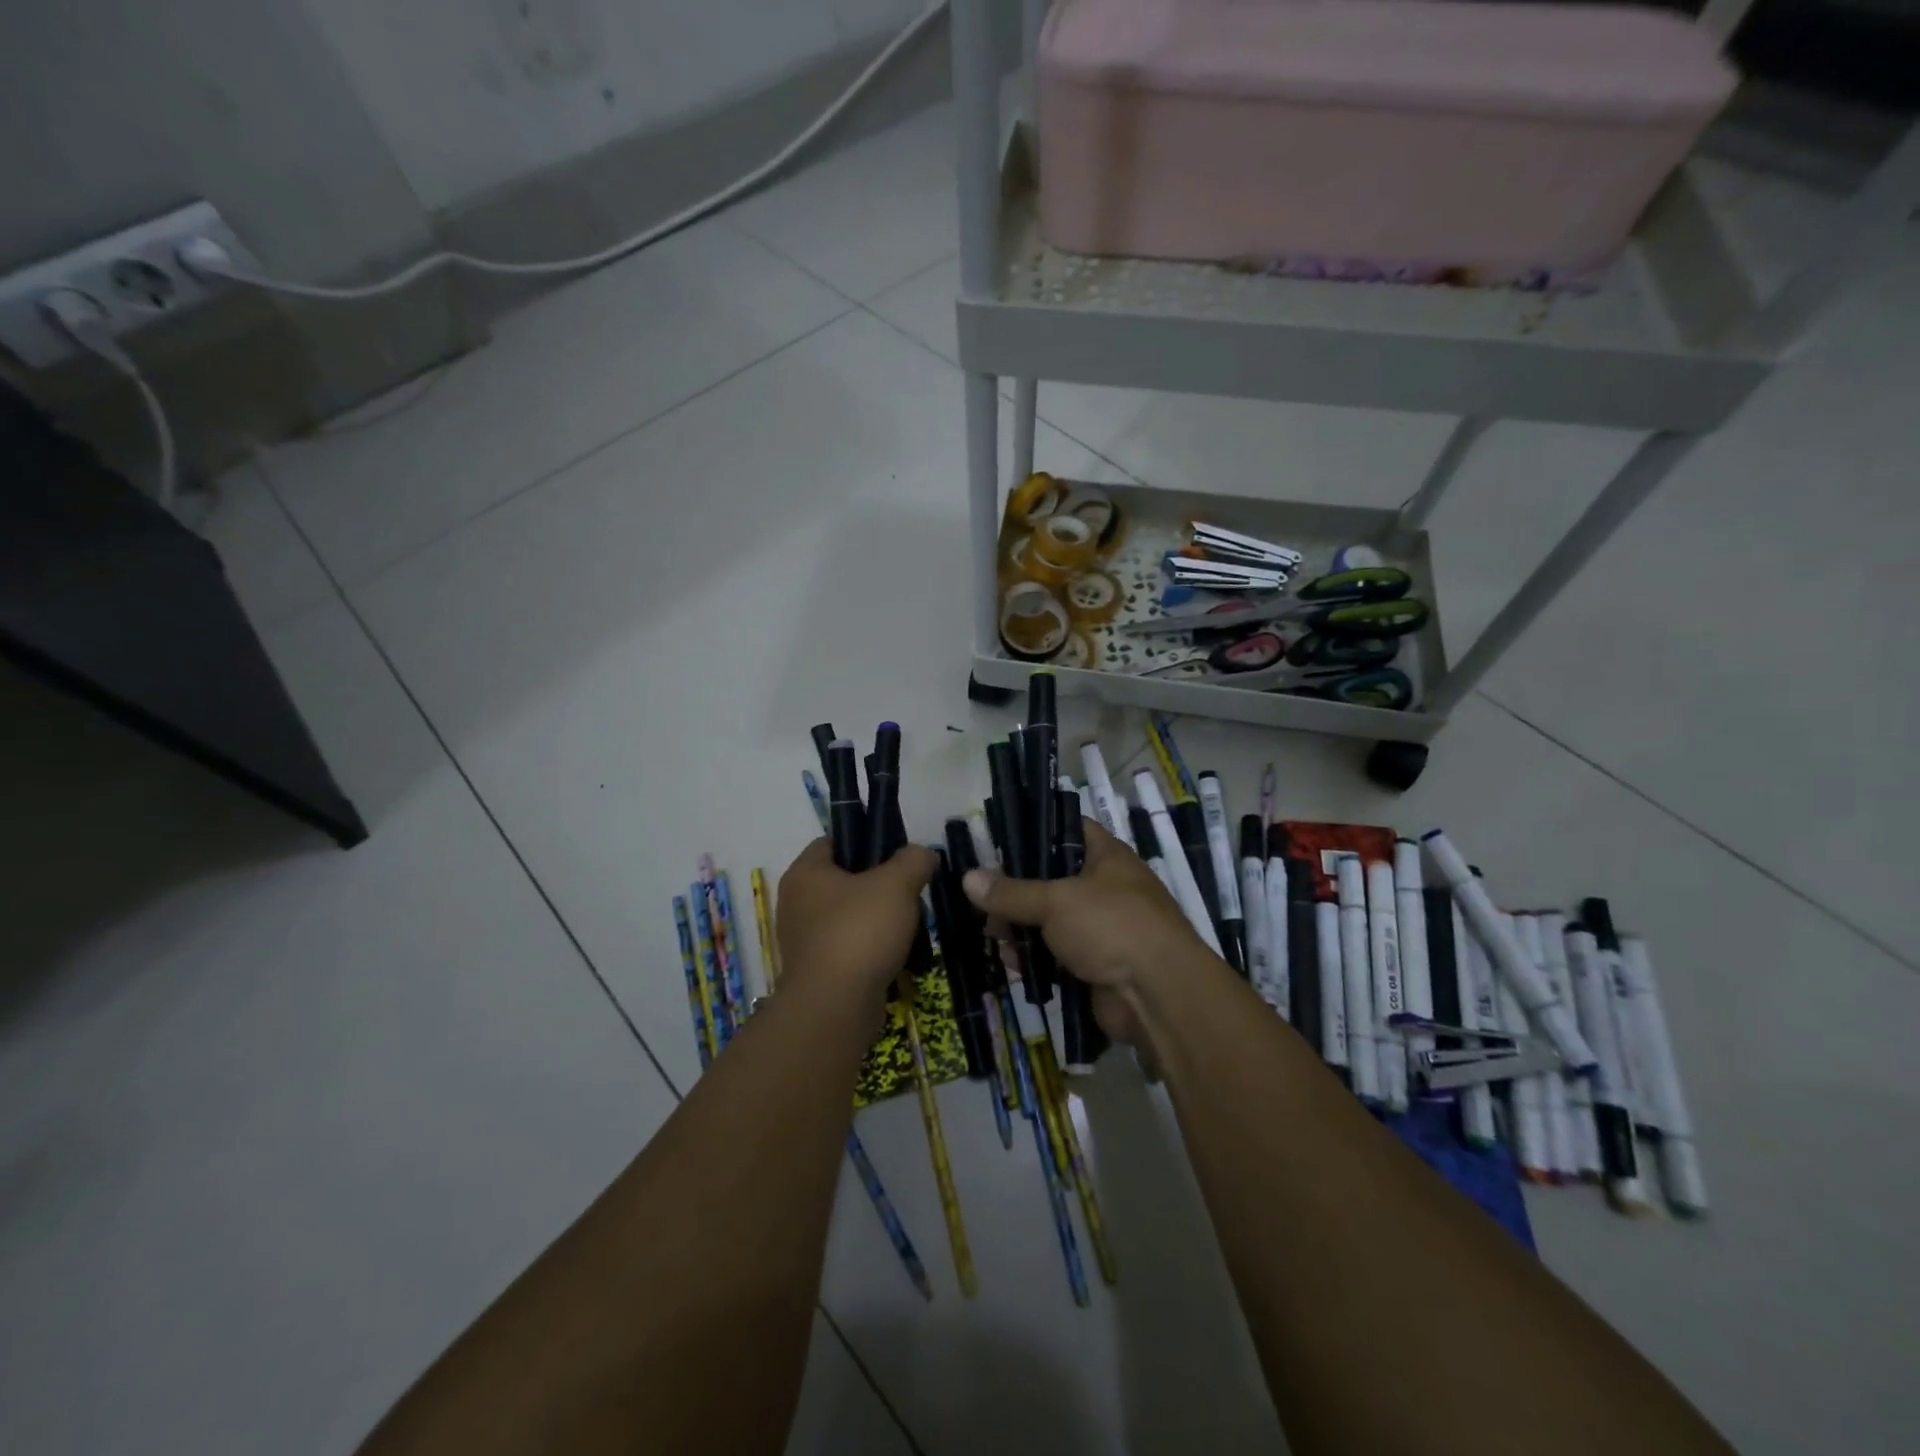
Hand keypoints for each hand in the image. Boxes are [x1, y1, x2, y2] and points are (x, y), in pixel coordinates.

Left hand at [776, 838, 937, 1000]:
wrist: (835, 1008)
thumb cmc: (859, 933)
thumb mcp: (897, 884)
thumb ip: (913, 860)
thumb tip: (922, 854)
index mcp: (805, 872)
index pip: (833, 841)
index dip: (866, 840)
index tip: (897, 854)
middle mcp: (796, 902)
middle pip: (844, 879)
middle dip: (879, 884)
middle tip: (909, 891)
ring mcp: (803, 939)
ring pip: (848, 915)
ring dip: (877, 919)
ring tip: (909, 925)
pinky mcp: (816, 970)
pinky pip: (848, 947)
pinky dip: (870, 948)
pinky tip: (896, 954)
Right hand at [962, 822, 1208, 1048]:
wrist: (1159, 996)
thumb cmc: (1111, 926)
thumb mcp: (1055, 901)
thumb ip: (1011, 892)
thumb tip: (967, 878)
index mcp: (1107, 857)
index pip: (1068, 828)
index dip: (1035, 829)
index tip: (997, 838)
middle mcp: (1107, 887)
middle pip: (1053, 879)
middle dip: (1017, 889)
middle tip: (981, 895)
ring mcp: (1103, 928)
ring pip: (1052, 920)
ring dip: (1022, 927)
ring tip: (989, 932)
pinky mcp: (1096, 965)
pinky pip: (1058, 955)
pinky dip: (1036, 958)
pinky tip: (1009, 962)